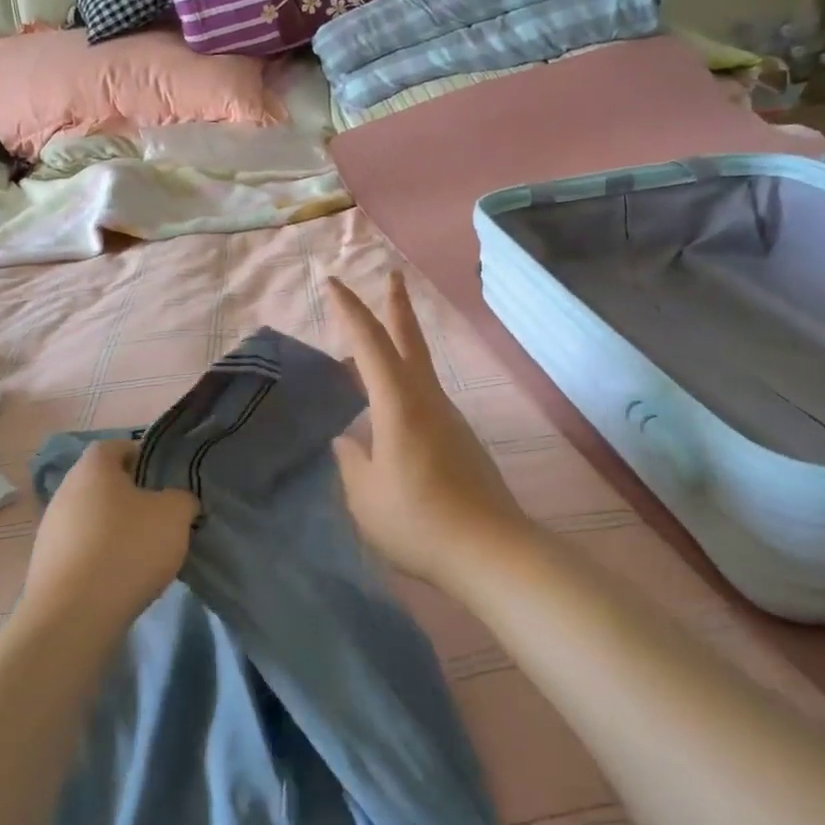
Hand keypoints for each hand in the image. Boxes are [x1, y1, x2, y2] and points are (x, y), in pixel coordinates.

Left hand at [23, 440, 198, 627]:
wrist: (74, 617)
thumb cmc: (127, 548)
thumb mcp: (175, 514)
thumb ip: (182, 498)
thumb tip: (177, 502)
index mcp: (92, 468)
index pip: (117, 446)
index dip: (143, 457)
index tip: (165, 480)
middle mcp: (64, 491)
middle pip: (103, 484)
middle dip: (131, 497)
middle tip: (160, 517)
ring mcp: (50, 530)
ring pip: (92, 518)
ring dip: (115, 529)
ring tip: (143, 553)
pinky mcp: (45, 566)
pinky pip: (81, 550)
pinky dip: (101, 557)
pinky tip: (120, 577)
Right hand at [327, 273, 531, 588]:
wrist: (490, 550)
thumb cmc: (418, 521)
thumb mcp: (366, 496)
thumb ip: (352, 462)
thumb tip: (347, 441)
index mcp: (399, 404)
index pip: (370, 344)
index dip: (350, 310)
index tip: (333, 283)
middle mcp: (427, 400)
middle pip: (411, 340)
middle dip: (397, 305)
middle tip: (392, 275)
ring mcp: (449, 418)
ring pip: (419, 369)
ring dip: (399, 349)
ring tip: (368, 357)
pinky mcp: (460, 439)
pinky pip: (424, 398)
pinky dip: (403, 386)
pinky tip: (390, 413)